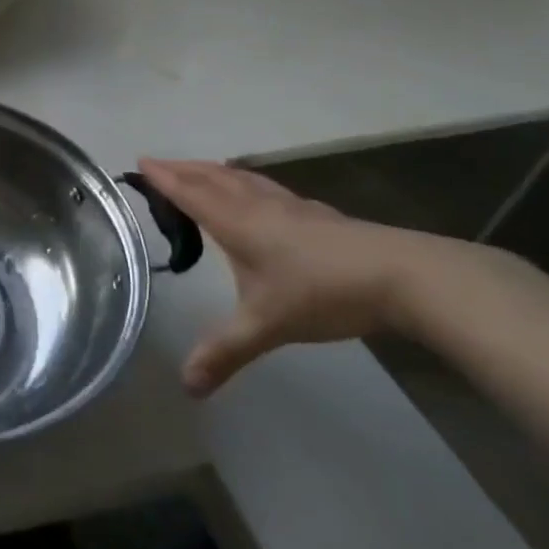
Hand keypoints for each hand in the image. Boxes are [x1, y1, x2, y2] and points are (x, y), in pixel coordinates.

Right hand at [138, 158, 446, 396]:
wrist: (407, 277)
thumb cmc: (323, 292)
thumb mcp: (266, 325)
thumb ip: (224, 352)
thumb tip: (188, 387)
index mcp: (238, 223)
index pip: (191, 193)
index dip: (164, 177)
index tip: (141, 161)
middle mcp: (260, 206)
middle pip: (214, 177)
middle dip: (184, 169)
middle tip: (160, 163)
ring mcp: (293, 208)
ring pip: (244, 179)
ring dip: (216, 171)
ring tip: (202, 170)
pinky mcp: (320, 216)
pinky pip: (269, 189)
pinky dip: (248, 183)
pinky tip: (260, 196)